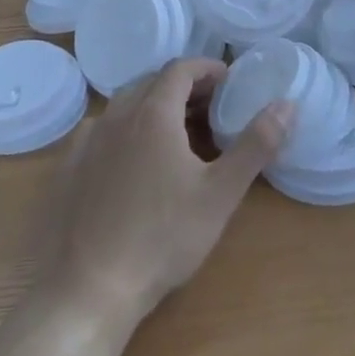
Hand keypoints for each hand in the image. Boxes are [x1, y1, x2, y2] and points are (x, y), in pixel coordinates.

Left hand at [45, 57, 291, 329]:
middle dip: (184, 88)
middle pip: (152, 83)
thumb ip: (255, 145)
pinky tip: (135, 162)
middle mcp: (115, 117)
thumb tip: (286, 104)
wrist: (91, 287)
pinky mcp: (68, 167)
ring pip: (125, 106)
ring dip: (155, 108)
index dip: (208, 69)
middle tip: (212, 111)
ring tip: (179, 136)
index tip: (230, 82)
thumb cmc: (164, 237)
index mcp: (152, 114)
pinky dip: (127, 131)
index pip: (180, 69)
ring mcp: (86, 141)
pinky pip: (102, 131)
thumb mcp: (221, 193)